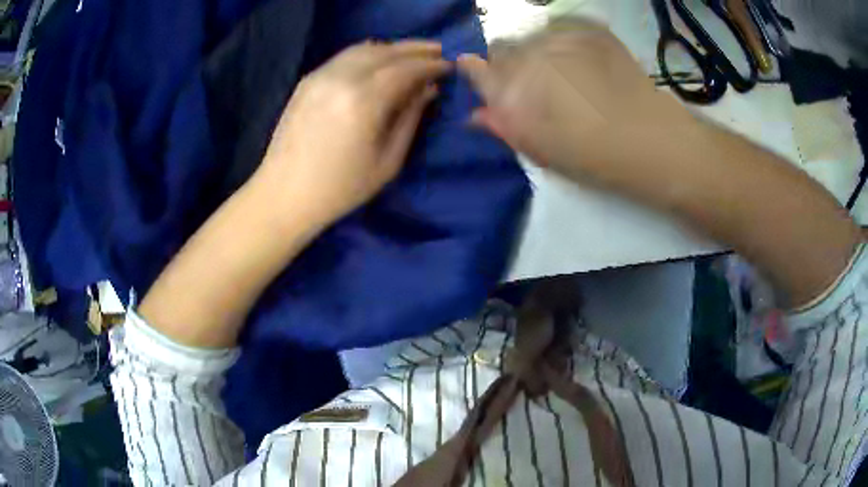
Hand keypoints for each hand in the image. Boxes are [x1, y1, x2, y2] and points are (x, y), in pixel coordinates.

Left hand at [256, 40, 450, 227]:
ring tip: (413, 54)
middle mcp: (342, 79)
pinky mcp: (308, 80)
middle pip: (387, 52)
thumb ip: (411, 119)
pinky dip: (368, 53)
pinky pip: (344, 56)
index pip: (406, 69)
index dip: (431, 65)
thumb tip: (429, 89)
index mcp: (364, 102)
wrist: (284, 193)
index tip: (449, 66)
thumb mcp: (388, 161)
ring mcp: (321, 76)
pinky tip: (380, 59)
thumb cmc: (341, 188)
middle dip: (416, 50)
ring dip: (393, 48)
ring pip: (364, 49)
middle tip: (438, 52)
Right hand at [457, 19, 701, 204]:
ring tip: (560, 75)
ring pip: (532, 37)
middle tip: (530, 86)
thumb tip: (477, 115)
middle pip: (503, 48)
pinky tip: (579, 63)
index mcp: (516, 88)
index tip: (481, 78)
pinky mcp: (592, 32)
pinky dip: (562, 43)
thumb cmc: (596, 156)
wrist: (653, 140)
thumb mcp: (544, 151)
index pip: (479, 70)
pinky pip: (562, 29)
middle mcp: (533, 54)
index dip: (477, 73)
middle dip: (508, 64)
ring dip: (535, 52)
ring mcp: (565, 38)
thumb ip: (505, 127)